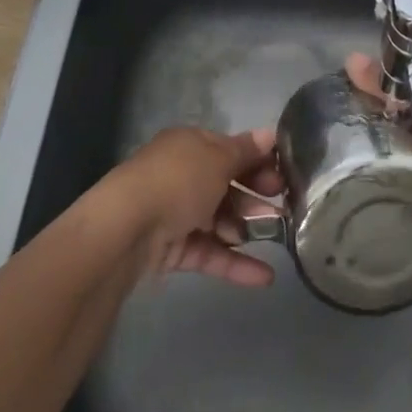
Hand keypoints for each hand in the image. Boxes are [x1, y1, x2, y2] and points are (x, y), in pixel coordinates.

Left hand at [103, 126, 286, 287]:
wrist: (125, 230)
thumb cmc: (177, 181)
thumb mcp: (218, 158)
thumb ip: (245, 151)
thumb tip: (270, 134)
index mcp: (190, 145)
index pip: (230, 149)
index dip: (258, 160)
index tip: (284, 176)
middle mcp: (182, 175)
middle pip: (226, 184)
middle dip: (256, 196)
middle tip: (286, 208)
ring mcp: (176, 213)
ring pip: (219, 219)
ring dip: (247, 229)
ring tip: (278, 238)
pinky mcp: (172, 249)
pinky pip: (209, 252)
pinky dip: (235, 263)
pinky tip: (265, 277)